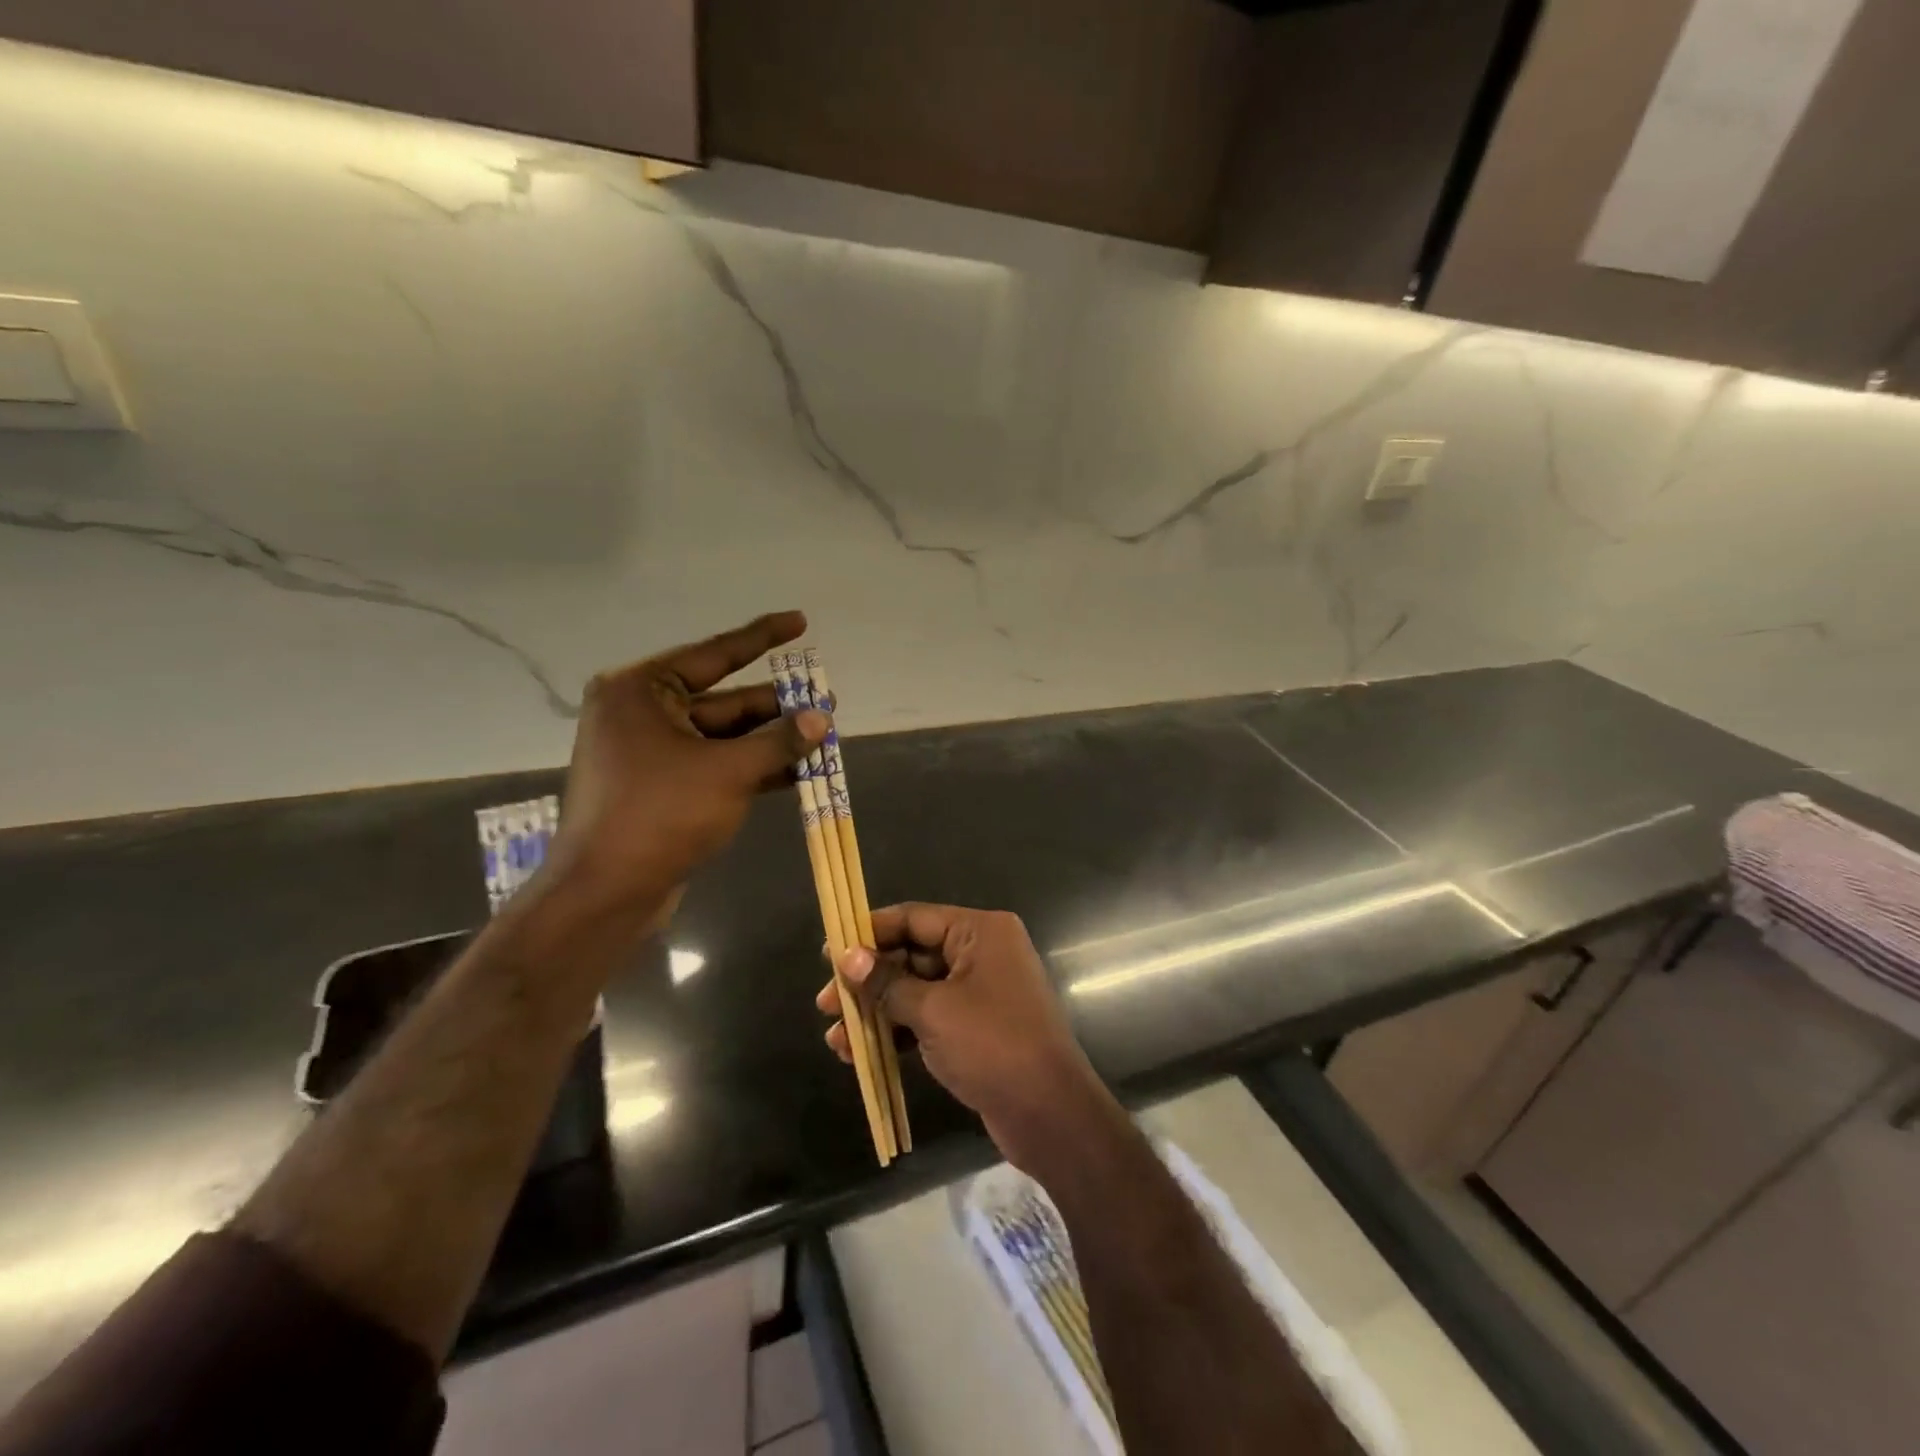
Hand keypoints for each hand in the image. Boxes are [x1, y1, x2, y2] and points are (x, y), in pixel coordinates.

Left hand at [545, 612, 825, 922]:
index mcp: (642, 690)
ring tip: (822, 735)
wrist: (606, 892)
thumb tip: (822, 717)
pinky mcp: (662, 786)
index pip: (715, 654)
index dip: (762, 637)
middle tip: (827, 700)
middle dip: (777, 705)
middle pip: (724, 699)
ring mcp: (651, 752)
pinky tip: (797, 771)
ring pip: (724, 736)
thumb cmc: (661, 815)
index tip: (800, 621)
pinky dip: (752, 766)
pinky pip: (715, 764)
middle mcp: (642, 713)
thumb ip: (779, 741)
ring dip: (771, 739)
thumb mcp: (729, 772)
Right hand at [816, 904, 1114, 1171]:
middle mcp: (982, 952)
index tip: (829, 950)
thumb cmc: (992, 1045)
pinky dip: (898, 1033)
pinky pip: (929, 1018)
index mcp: (980, 931)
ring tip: (836, 1038)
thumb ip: (887, 982)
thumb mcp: (933, 1010)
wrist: (1050, 1114)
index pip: (914, 918)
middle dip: (868, 980)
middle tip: (826, 1004)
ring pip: (916, 990)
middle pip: (912, 955)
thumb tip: (847, 957)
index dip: (869, 933)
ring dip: (877, 1011)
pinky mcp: (976, 1028)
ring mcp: (980, 992)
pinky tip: (862, 1053)